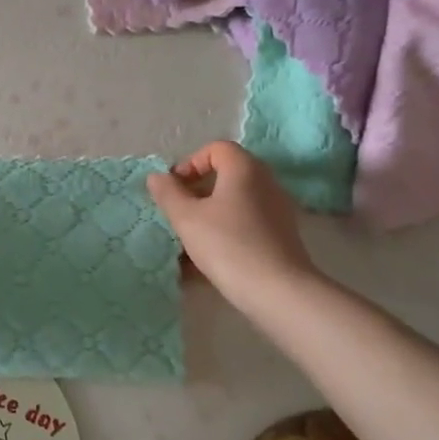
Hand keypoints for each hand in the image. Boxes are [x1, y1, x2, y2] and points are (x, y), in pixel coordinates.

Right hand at [146, 141, 319, 311]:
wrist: (277, 290)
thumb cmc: (227, 244)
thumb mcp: (186, 218)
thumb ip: (168, 193)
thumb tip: (157, 176)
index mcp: (244, 169)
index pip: (216, 148)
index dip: (190, 162)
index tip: (174, 187)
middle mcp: (266, 182)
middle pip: (227, 173)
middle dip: (198, 189)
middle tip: (179, 210)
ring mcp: (277, 209)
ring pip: (236, 200)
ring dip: (210, 212)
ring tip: (190, 237)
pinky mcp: (281, 235)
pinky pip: (246, 221)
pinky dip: (226, 229)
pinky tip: (209, 257)